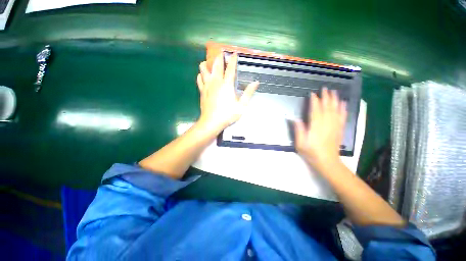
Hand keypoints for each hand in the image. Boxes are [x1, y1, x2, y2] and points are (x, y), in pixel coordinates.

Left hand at [197, 54, 258, 132]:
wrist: (212, 122)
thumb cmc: (228, 114)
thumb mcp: (242, 106)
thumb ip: (248, 93)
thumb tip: (256, 83)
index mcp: (227, 85)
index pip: (231, 68)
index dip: (233, 60)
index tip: (234, 53)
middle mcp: (216, 82)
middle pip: (216, 65)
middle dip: (219, 57)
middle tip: (221, 53)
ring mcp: (207, 86)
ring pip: (204, 70)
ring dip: (207, 64)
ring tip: (208, 62)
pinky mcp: (202, 91)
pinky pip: (199, 79)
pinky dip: (200, 75)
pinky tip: (202, 75)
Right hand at [294, 88, 346, 170]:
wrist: (327, 162)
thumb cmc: (311, 153)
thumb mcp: (300, 143)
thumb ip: (298, 130)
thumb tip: (294, 119)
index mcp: (316, 127)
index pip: (315, 111)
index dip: (314, 101)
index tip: (313, 94)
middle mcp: (326, 124)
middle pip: (327, 108)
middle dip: (326, 97)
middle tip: (325, 88)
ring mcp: (334, 126)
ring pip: (335, 110)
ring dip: (335, 100)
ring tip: (334, 92)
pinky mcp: (339, 130)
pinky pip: (342, 117)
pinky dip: (343, 109)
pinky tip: (343, 103)